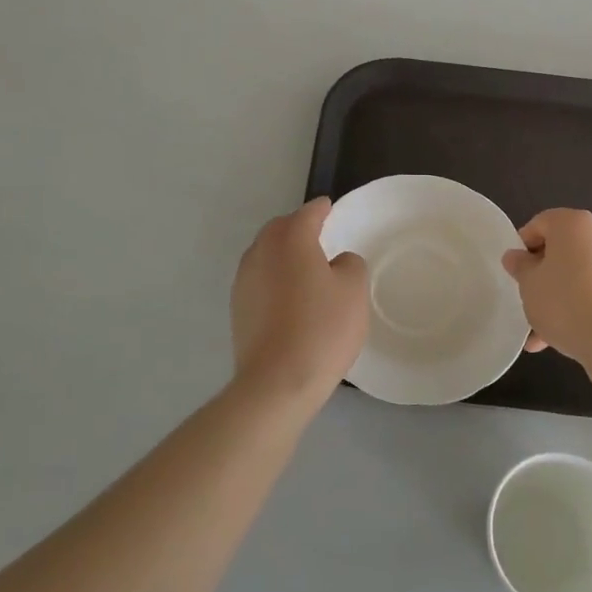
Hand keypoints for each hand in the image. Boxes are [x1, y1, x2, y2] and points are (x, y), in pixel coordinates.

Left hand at [230, 198, 368, 407]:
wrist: (276, 382)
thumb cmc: (321, 328)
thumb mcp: (354, 291)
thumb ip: (349, 264)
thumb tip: (336, 263)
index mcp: (290, 239)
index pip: (308, 213)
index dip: (322, 209)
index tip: (330, 208)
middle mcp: (261, 252)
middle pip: (280, 229)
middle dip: (297, 228)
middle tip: (319, 237)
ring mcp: (244, 281)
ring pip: (266, 254)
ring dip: (283, 255)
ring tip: (305, 269)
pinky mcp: (237, 308)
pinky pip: (260, 280)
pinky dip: (274, 279)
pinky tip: (289, 298)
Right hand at [503, 208, 591, 375]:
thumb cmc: (565, 302)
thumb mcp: (529, 284)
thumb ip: (520, 266)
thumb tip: (516, 256)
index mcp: (574, 223)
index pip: (540, 224)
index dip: (523, 247)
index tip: (517, 273)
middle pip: (563, 251)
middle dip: (544, 276)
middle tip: (530, 301)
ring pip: (581, 275)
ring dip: (562, 297)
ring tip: (543, 333)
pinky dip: (585, 306)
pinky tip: (569, 337)